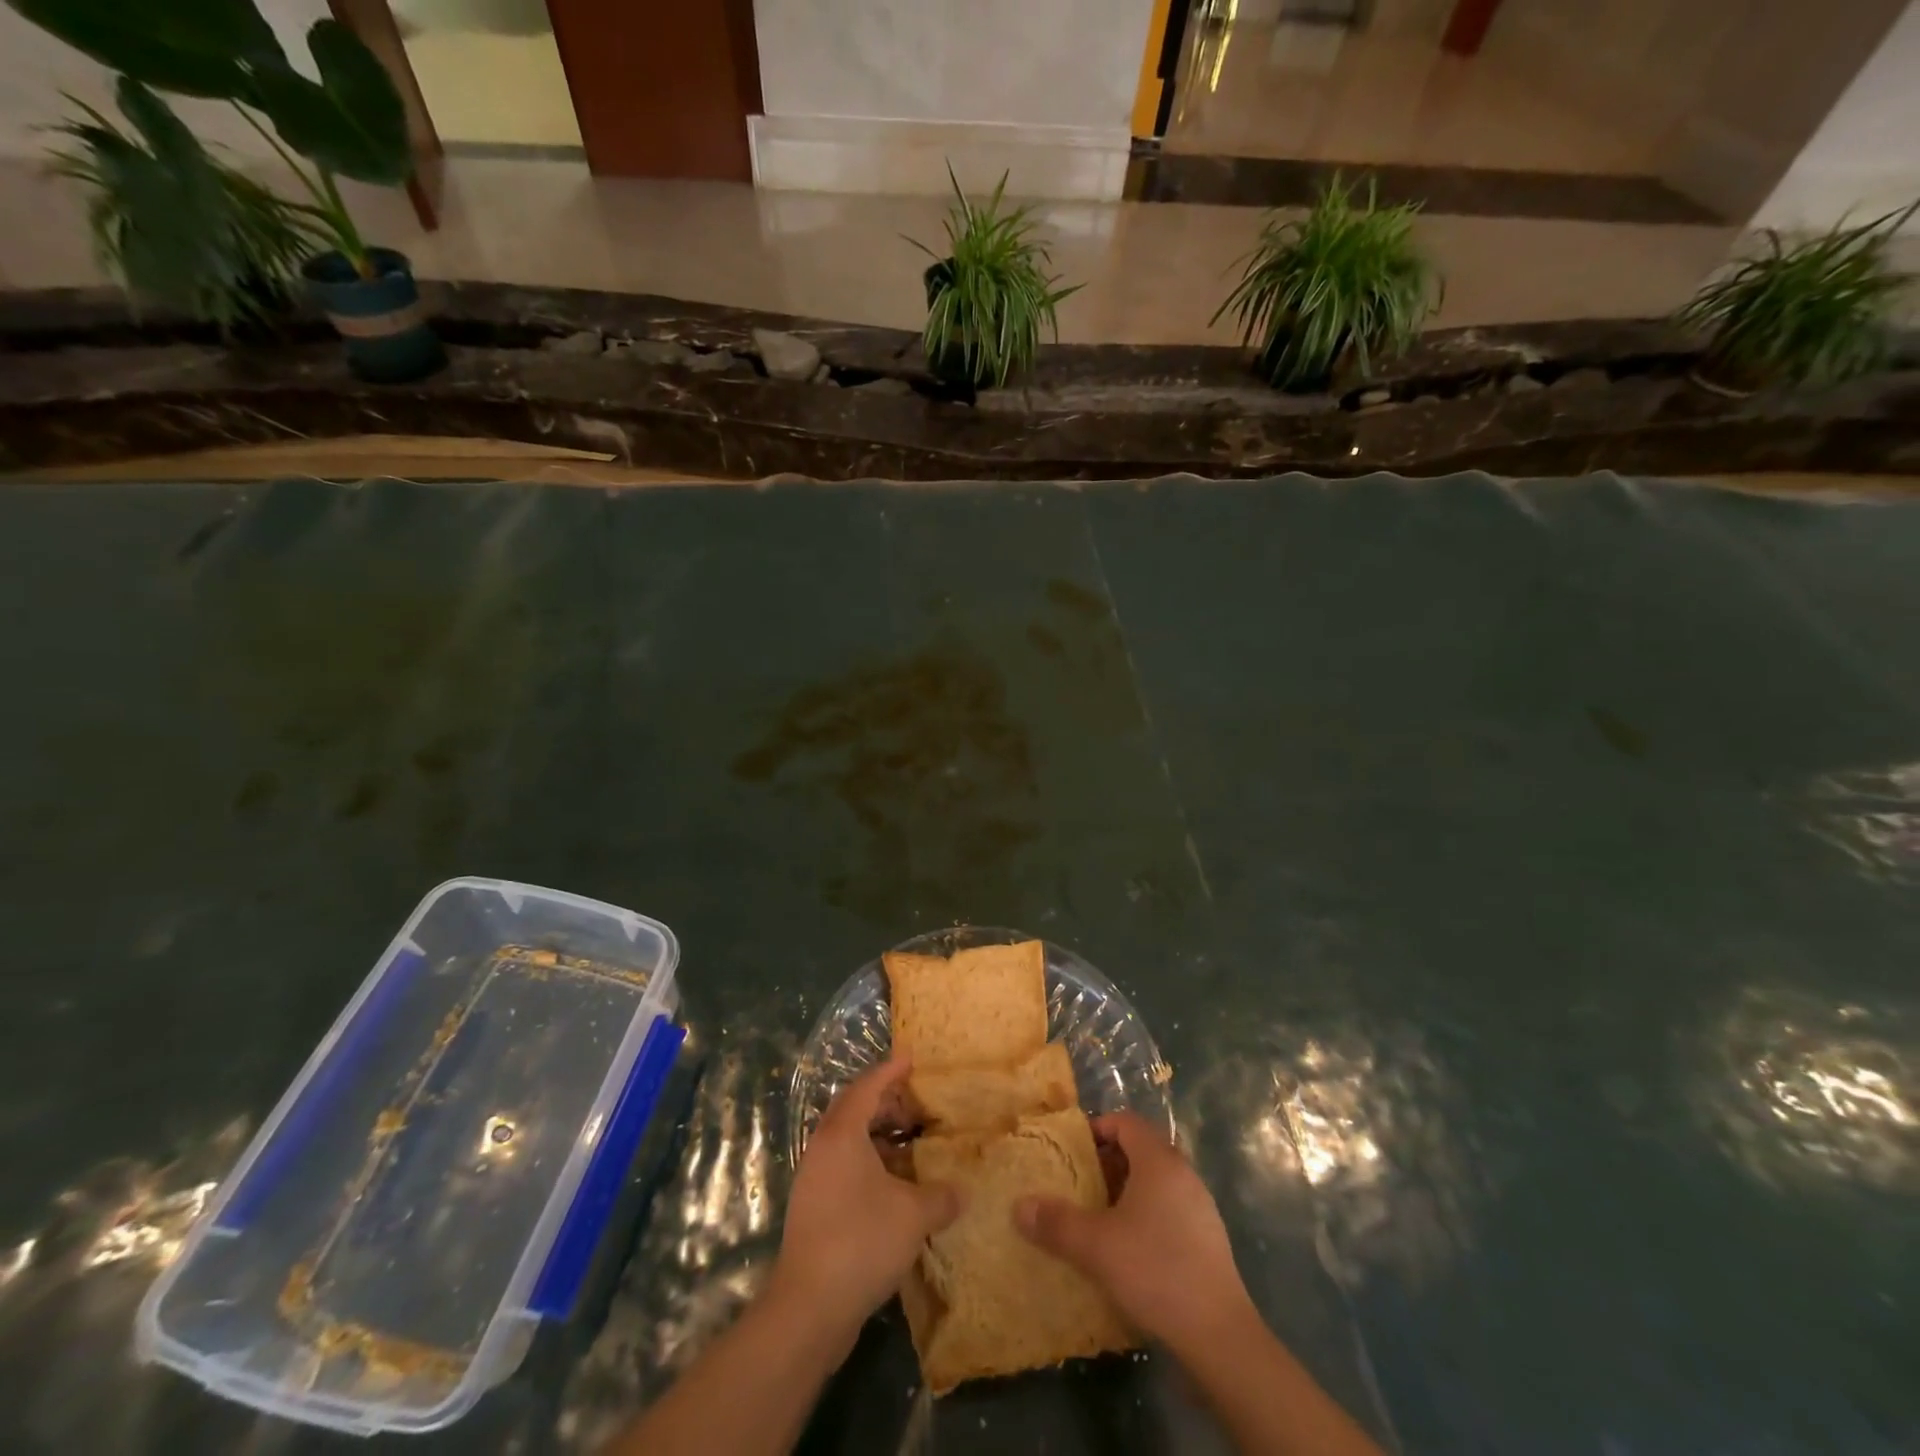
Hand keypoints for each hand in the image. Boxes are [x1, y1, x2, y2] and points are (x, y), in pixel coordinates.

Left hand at [769, 1058, 961, 1349]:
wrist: (808, 1307)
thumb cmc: (862, 1241)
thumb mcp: (913, 1215)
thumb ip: (941, 1196)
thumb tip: (963, 1191)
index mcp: (842, 1134)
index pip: (867, 1087)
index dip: (890, 1071)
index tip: (911, 1058)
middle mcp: (823, 1147)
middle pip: (854, 1109)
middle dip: (886, 1102)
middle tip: (917, 1103)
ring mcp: (814, 1178)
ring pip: (848, 1140)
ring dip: (878, 1135)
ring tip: (912, 1142)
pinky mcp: (813, 1207)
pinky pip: (844, 1166)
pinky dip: (870, 1162)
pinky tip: (895, 1184)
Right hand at [1015, 1111, 1255, 1352]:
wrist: (1219, 1334)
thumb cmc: (1154, 1270)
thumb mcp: (1096, 1246)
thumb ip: (1056, 1223)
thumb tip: (1019, 1206)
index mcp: (1159, 1161)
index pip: (1125, 1121)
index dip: (1097, 1128)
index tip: (1072, 1150)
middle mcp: (1183, 1173)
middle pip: (1141, 1149)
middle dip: (1107, 1161)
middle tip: (1078, 1183)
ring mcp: (1200, 1206)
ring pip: (1156, 1181)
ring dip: (1126, 1190)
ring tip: (1098, 1216)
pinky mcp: (1208, 1239)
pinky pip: (1169, 1208)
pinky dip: (1145, 1215)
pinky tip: (1128, 1248)